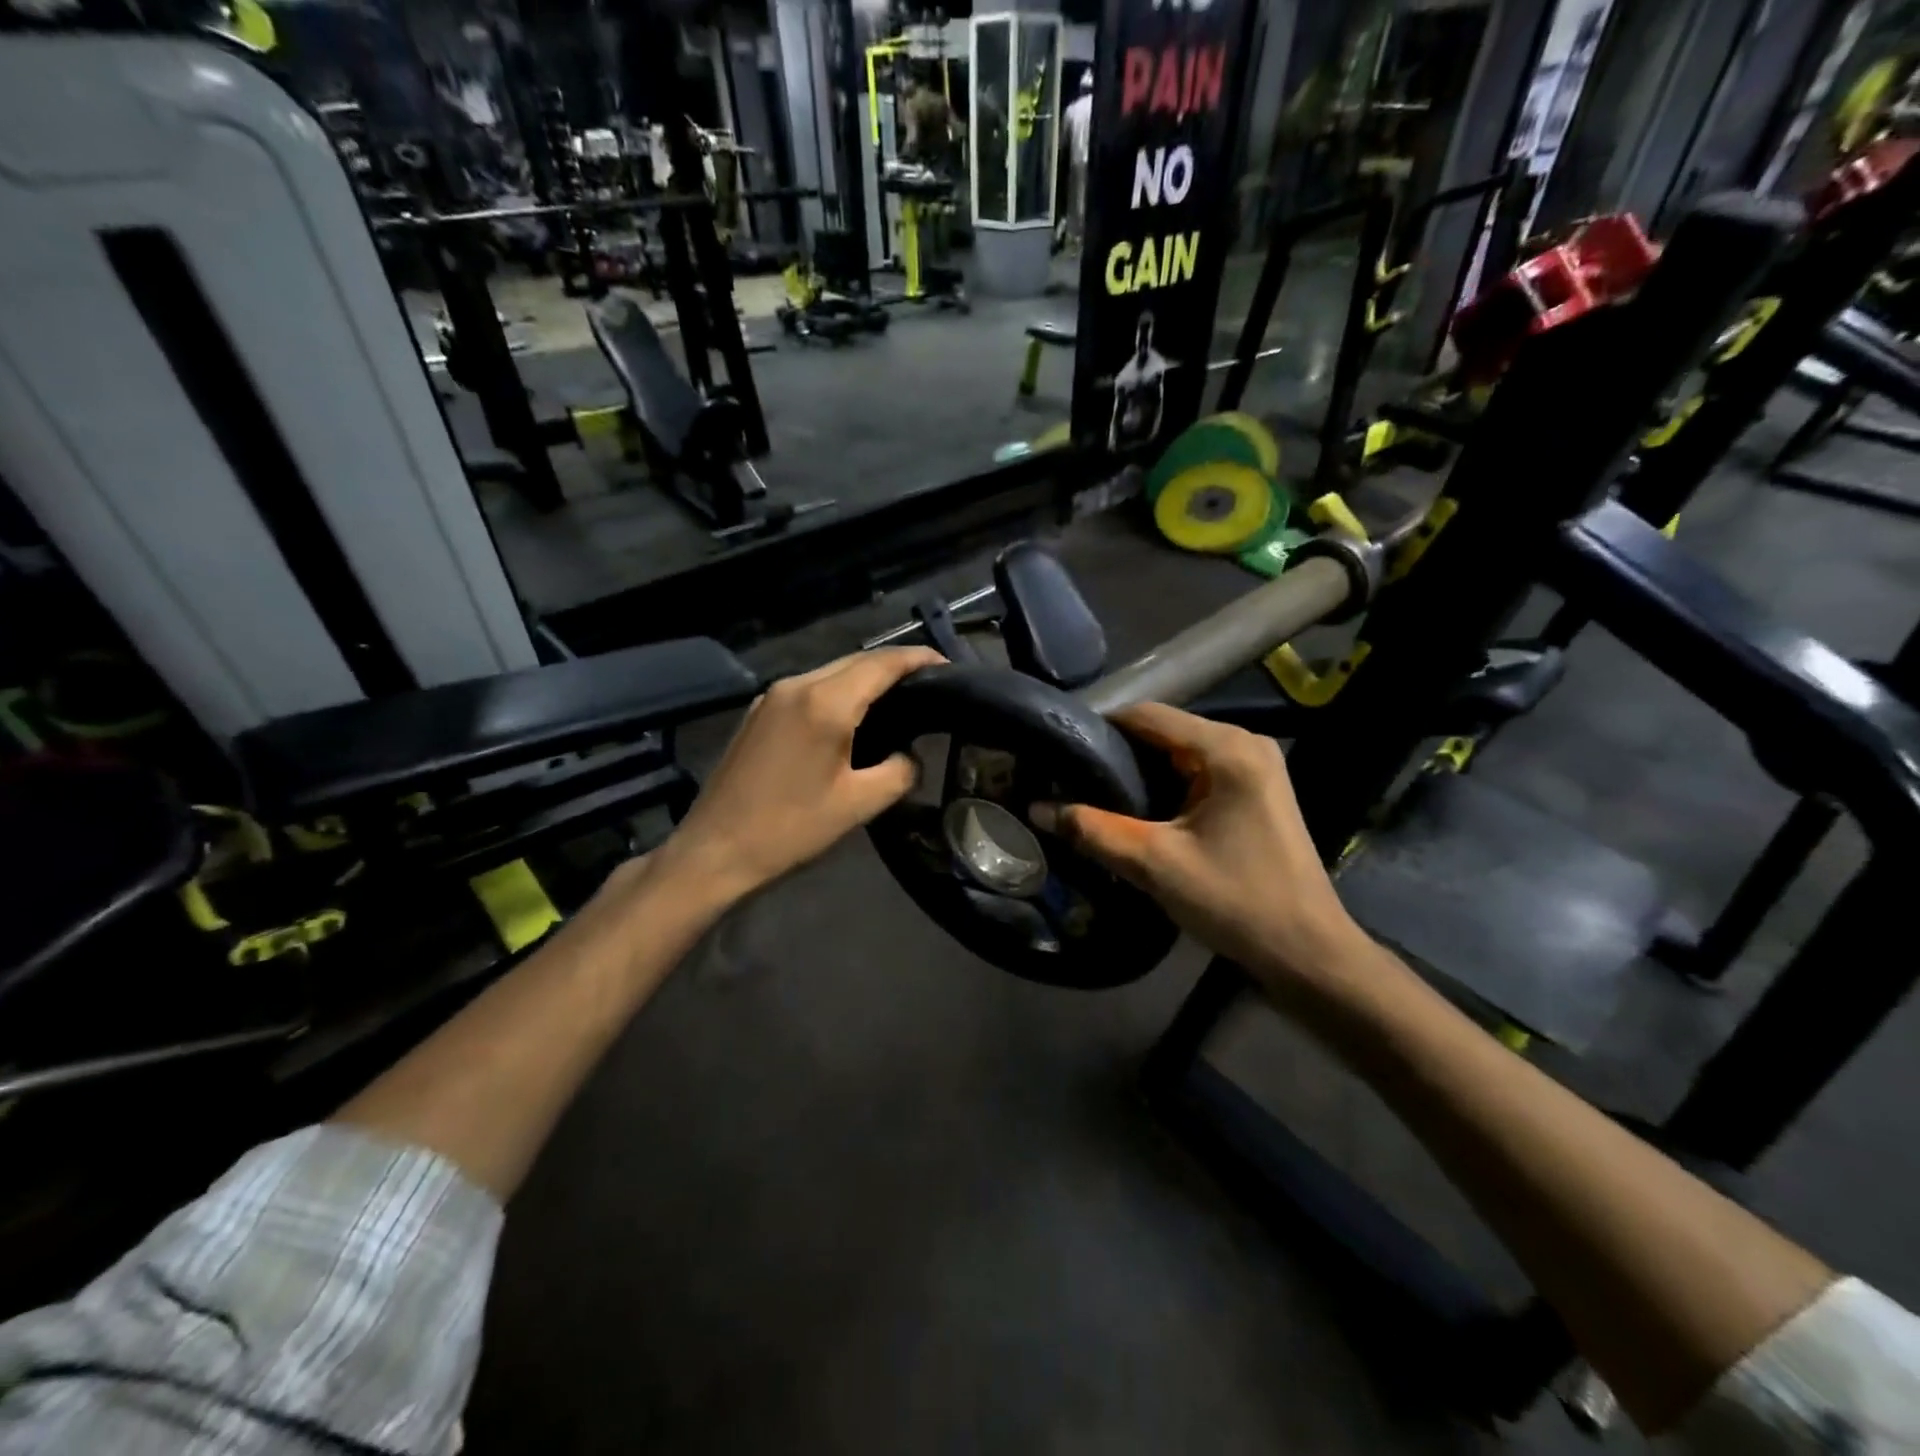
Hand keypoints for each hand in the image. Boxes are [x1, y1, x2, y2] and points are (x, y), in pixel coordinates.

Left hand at [653, 647, 944, 902]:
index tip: (949, 666)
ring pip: (831, 672)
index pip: (883, 664)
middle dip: (895, 666)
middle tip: (931, 685)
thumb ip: (899, 771)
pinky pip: (809, 688)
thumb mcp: (859, 805)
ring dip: (866, 678)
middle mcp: (797, 685)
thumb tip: (910, 756)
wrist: (714, 851)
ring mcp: (771, 696)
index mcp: (825, 702)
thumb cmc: (790, 828)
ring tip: (899, 700)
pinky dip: (839, 692)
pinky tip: (852, 717)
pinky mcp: (758, 712)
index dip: (919, 659)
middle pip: (856, 660)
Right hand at [1032, 703, 1363, 989]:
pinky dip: (1164, 785)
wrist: (1307, 952)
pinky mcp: (1255, 791)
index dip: (1100, 727)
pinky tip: (1134, 809)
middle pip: (1164, 732)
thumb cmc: (1235, 901)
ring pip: (1179, 753)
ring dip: (1139, 770)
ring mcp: (1255, 767)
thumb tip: (1037, 808)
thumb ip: (1094, 830)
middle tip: (1068, 775)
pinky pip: (1197, 773)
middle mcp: (1245, 744)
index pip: (1148, 716)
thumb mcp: (1155, 864)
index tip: (1058, 748)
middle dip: (1117, 752)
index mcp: (1227, 748)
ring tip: (1090, 790)